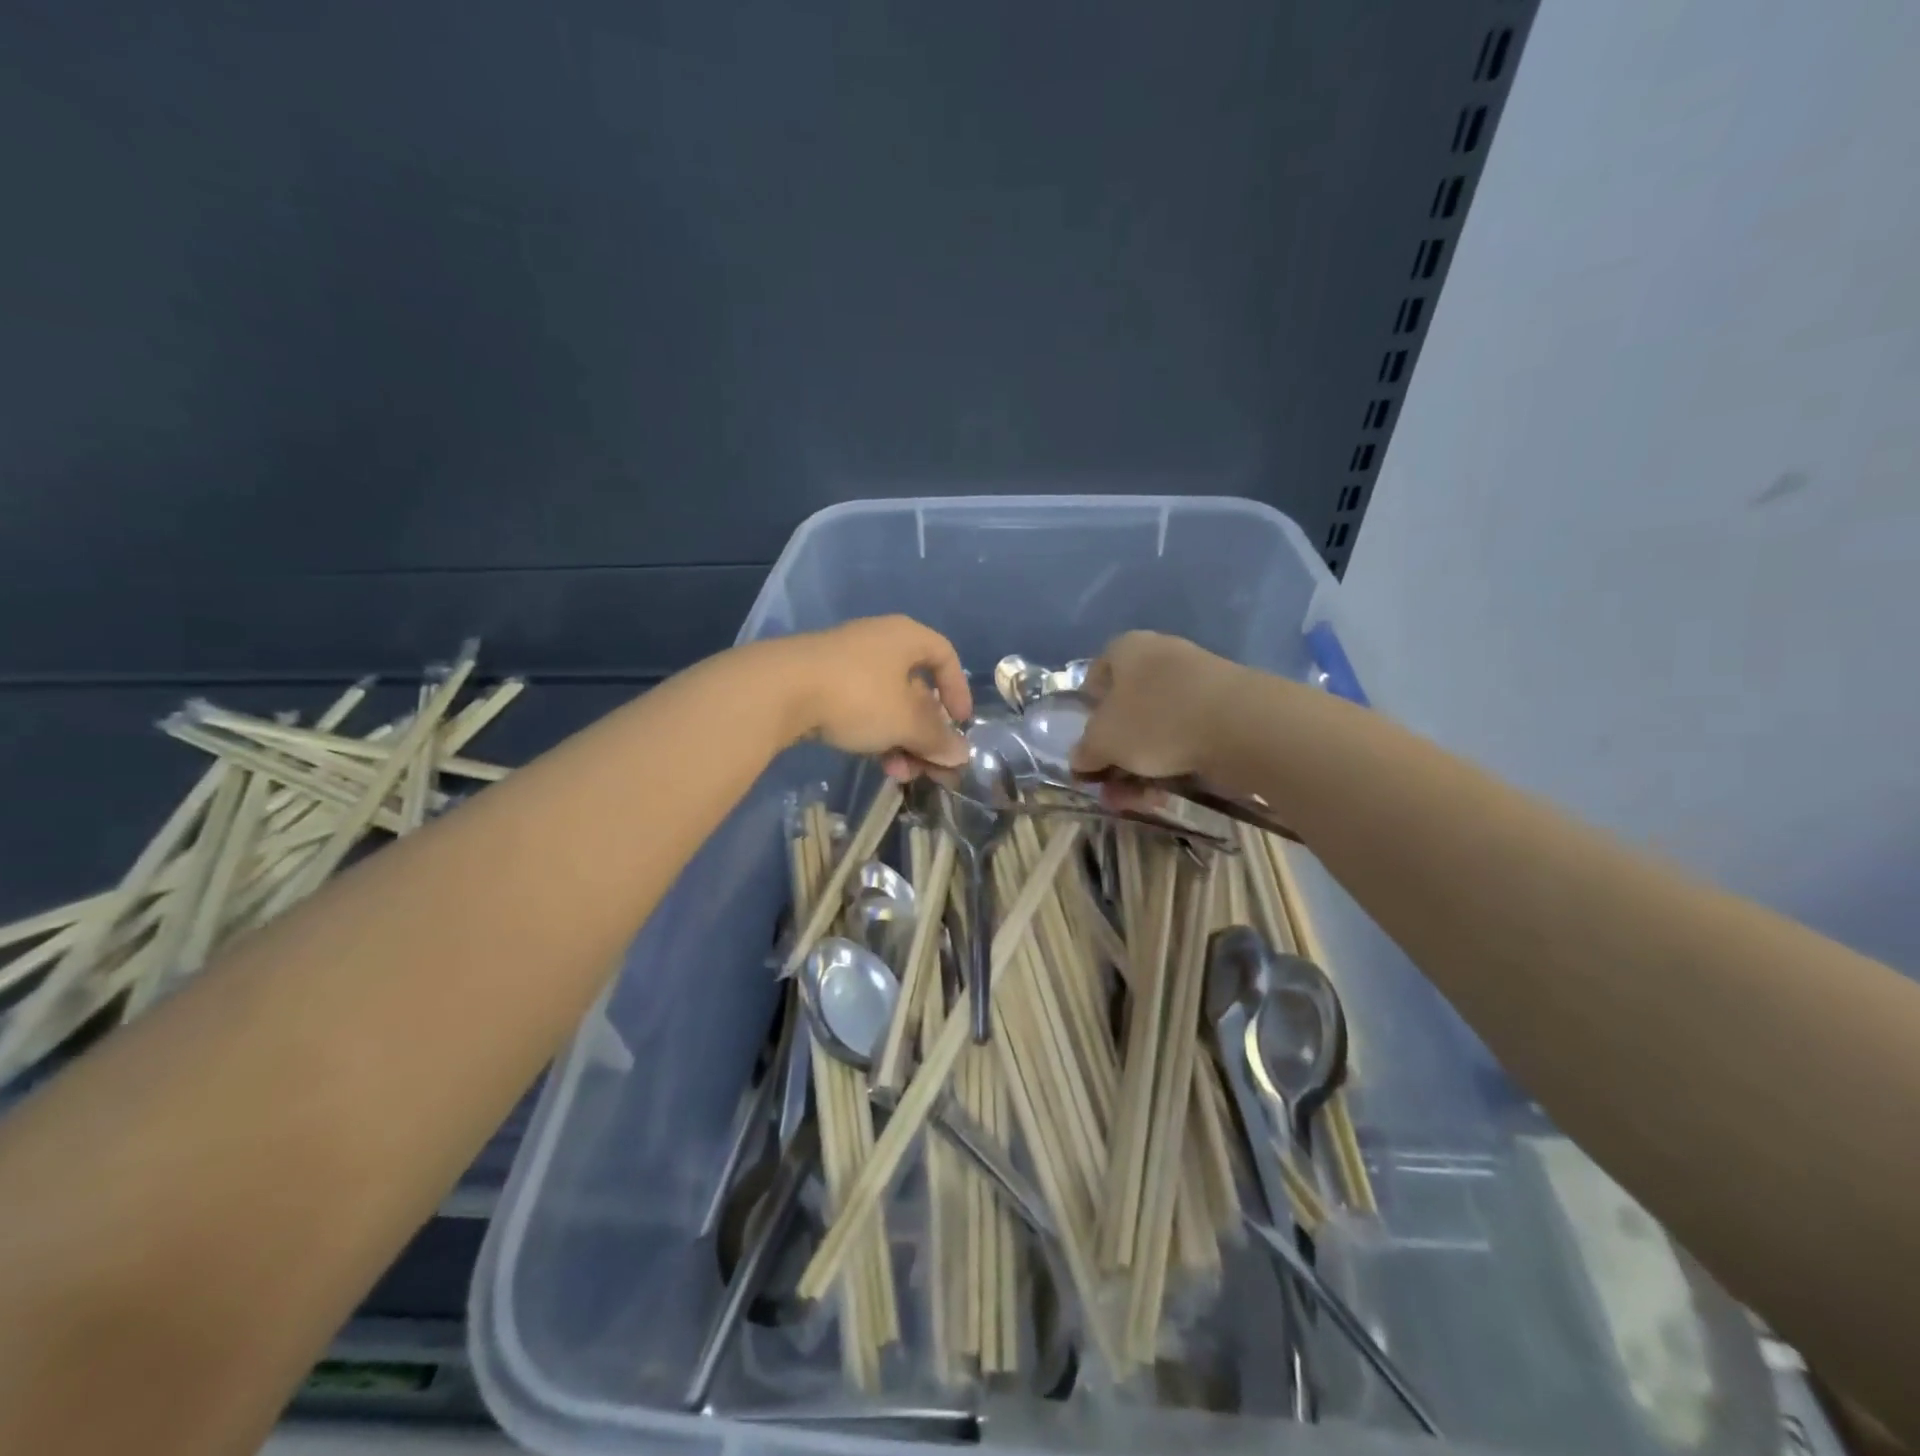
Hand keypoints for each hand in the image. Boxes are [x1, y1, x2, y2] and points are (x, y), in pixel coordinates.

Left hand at [777, 615, 971, 770]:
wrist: (778, 690)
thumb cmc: (858, 696)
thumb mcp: (906, 722)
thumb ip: (937, 739)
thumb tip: (961, 754)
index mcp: (905, 637)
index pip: (945, 656)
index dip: (957, 690)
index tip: (960, 723)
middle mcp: (878, 642)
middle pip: (915, 688)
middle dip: (926, 732)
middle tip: (930, 765)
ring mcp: (845, 662)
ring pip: (887, 704)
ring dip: (901, 741)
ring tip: (901, 774)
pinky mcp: (819, 682)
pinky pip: (860, 708)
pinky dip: (874, 734)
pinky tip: (876, 764)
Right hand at [1069, 631, 1242, 782]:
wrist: (1242, 726)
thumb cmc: (1156, 720)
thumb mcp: (1103, 741)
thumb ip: (1085, 751)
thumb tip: (1081, 759)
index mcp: (1127, 650)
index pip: (1096, 676)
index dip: (1088, 713)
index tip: (1088, 746)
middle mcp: (1161, 659)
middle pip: (1127, 711)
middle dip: (1115, 756)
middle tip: (1110, 789)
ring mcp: (1197, 684)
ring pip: (1156, 731)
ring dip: (1141, 770)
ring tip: (1139, 803)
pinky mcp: (1226, 711)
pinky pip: (1187, 739)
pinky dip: (1173, 766)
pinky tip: (1167, 795)